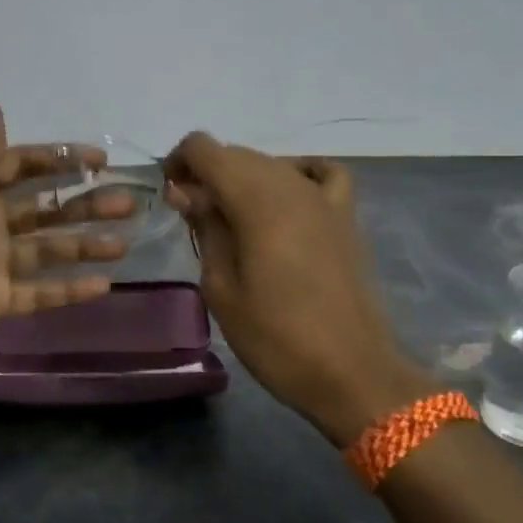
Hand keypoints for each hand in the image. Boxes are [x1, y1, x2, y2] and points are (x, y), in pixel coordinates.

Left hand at [0, 101, 133, 395]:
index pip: (20, 165)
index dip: (58, 160)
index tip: (100, 162)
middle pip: (42, 208)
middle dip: (84, 204)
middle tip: (127, 204)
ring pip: (46, 249)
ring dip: (84, 245)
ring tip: (124, 244)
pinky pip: (40, 290)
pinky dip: (68, 288)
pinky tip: (103, 285)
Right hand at [164, 133, 432, 443]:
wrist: (351, 373)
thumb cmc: (275, 338)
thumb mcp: (221, 287)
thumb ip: (205, 228)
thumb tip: (186, 190)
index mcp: (255, 200)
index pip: (205, 148)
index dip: (179, 162)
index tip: (171, 196)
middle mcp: (290, 185)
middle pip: (237, 154)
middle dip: (207, 173)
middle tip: (193, 217)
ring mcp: (323, 198)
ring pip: (272, 163)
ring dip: (242, 179)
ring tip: (231, 220)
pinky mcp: (346, 217)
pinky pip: (320, 174)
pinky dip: (296, 174)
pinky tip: (286, 199)